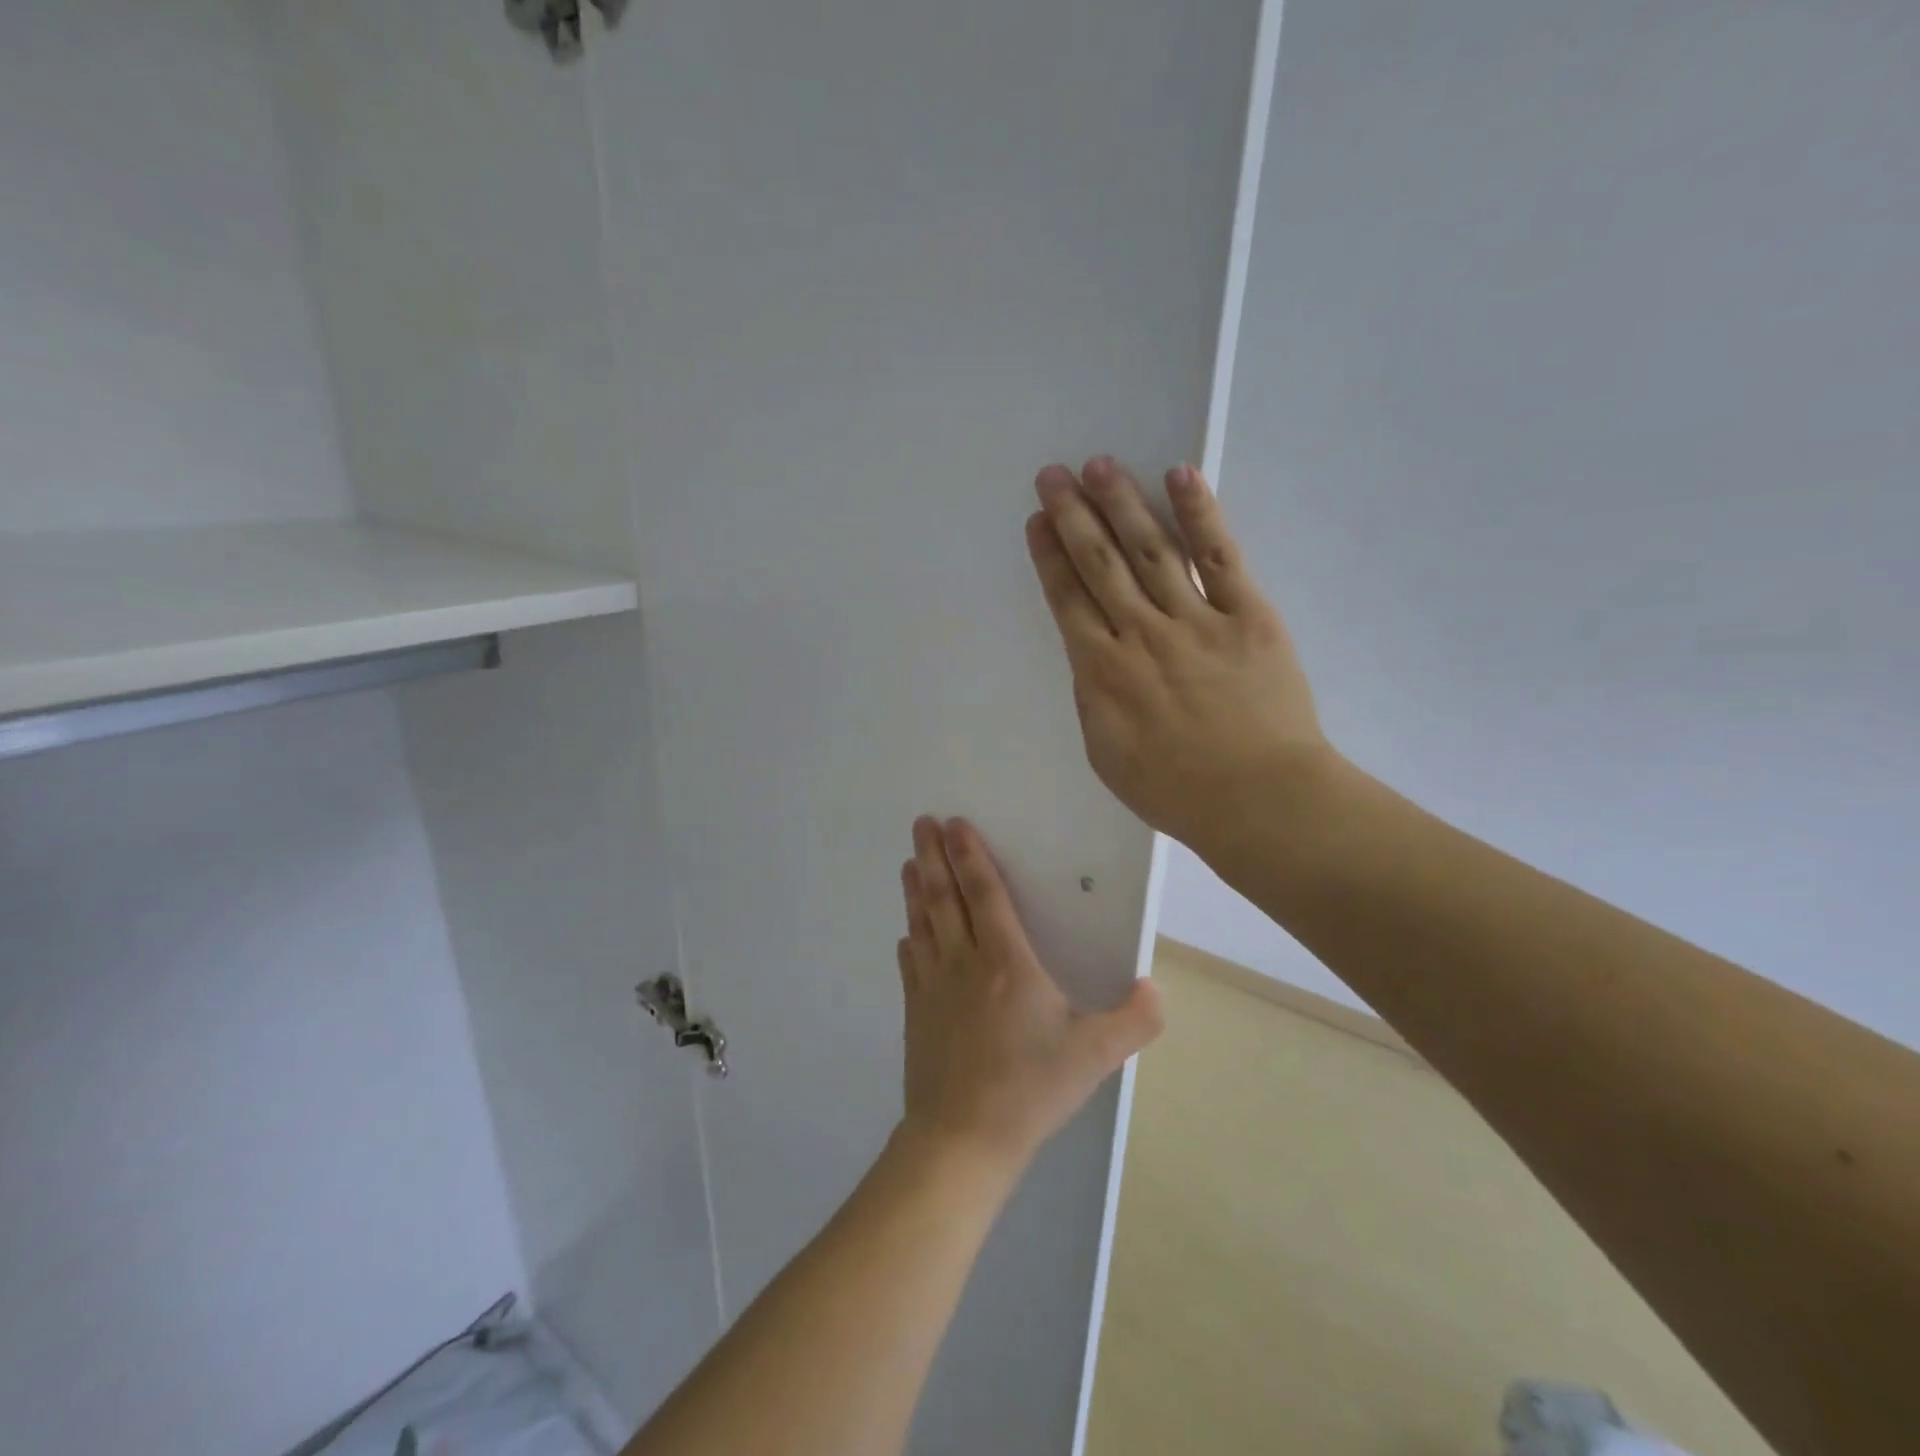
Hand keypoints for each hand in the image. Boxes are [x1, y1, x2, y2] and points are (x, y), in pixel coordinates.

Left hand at [897, 816, 1162, 1174]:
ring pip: (923, 924)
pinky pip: (911, 965)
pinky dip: (910, 941)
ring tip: (908, 862)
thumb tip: (1156, 987)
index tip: (955, 824)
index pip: (985, 894)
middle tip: (920, 823)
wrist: (963, 1138)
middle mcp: (964, 963)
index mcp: (1006, 962)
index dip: (970, 856)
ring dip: (915, 890)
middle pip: (944, 898)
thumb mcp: (1095, 1056)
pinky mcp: (916, 1014)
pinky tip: (907, 934)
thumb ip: (1134, 1020)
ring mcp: (933, 987)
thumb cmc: (1030, 1088)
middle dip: (933, 857)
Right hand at [1025, 456, 1335, 862]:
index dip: (1050, 555)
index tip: (1038, 519)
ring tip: (1101, 465)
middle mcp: (1141, 633)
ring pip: (1150, 550)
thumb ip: (1092, 698)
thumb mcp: (1106, 755)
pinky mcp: (1247, 616)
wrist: (1259, 799)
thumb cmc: (1175, 789)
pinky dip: (1200, 514)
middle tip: (1055, 474)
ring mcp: (1196, 619)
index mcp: (1102, 670)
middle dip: (1073, 515)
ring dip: (1122, 504)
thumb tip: (1092, 656)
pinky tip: (1181, 477)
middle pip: (1100, 563)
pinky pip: (1221, 557)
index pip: (1068, 599)